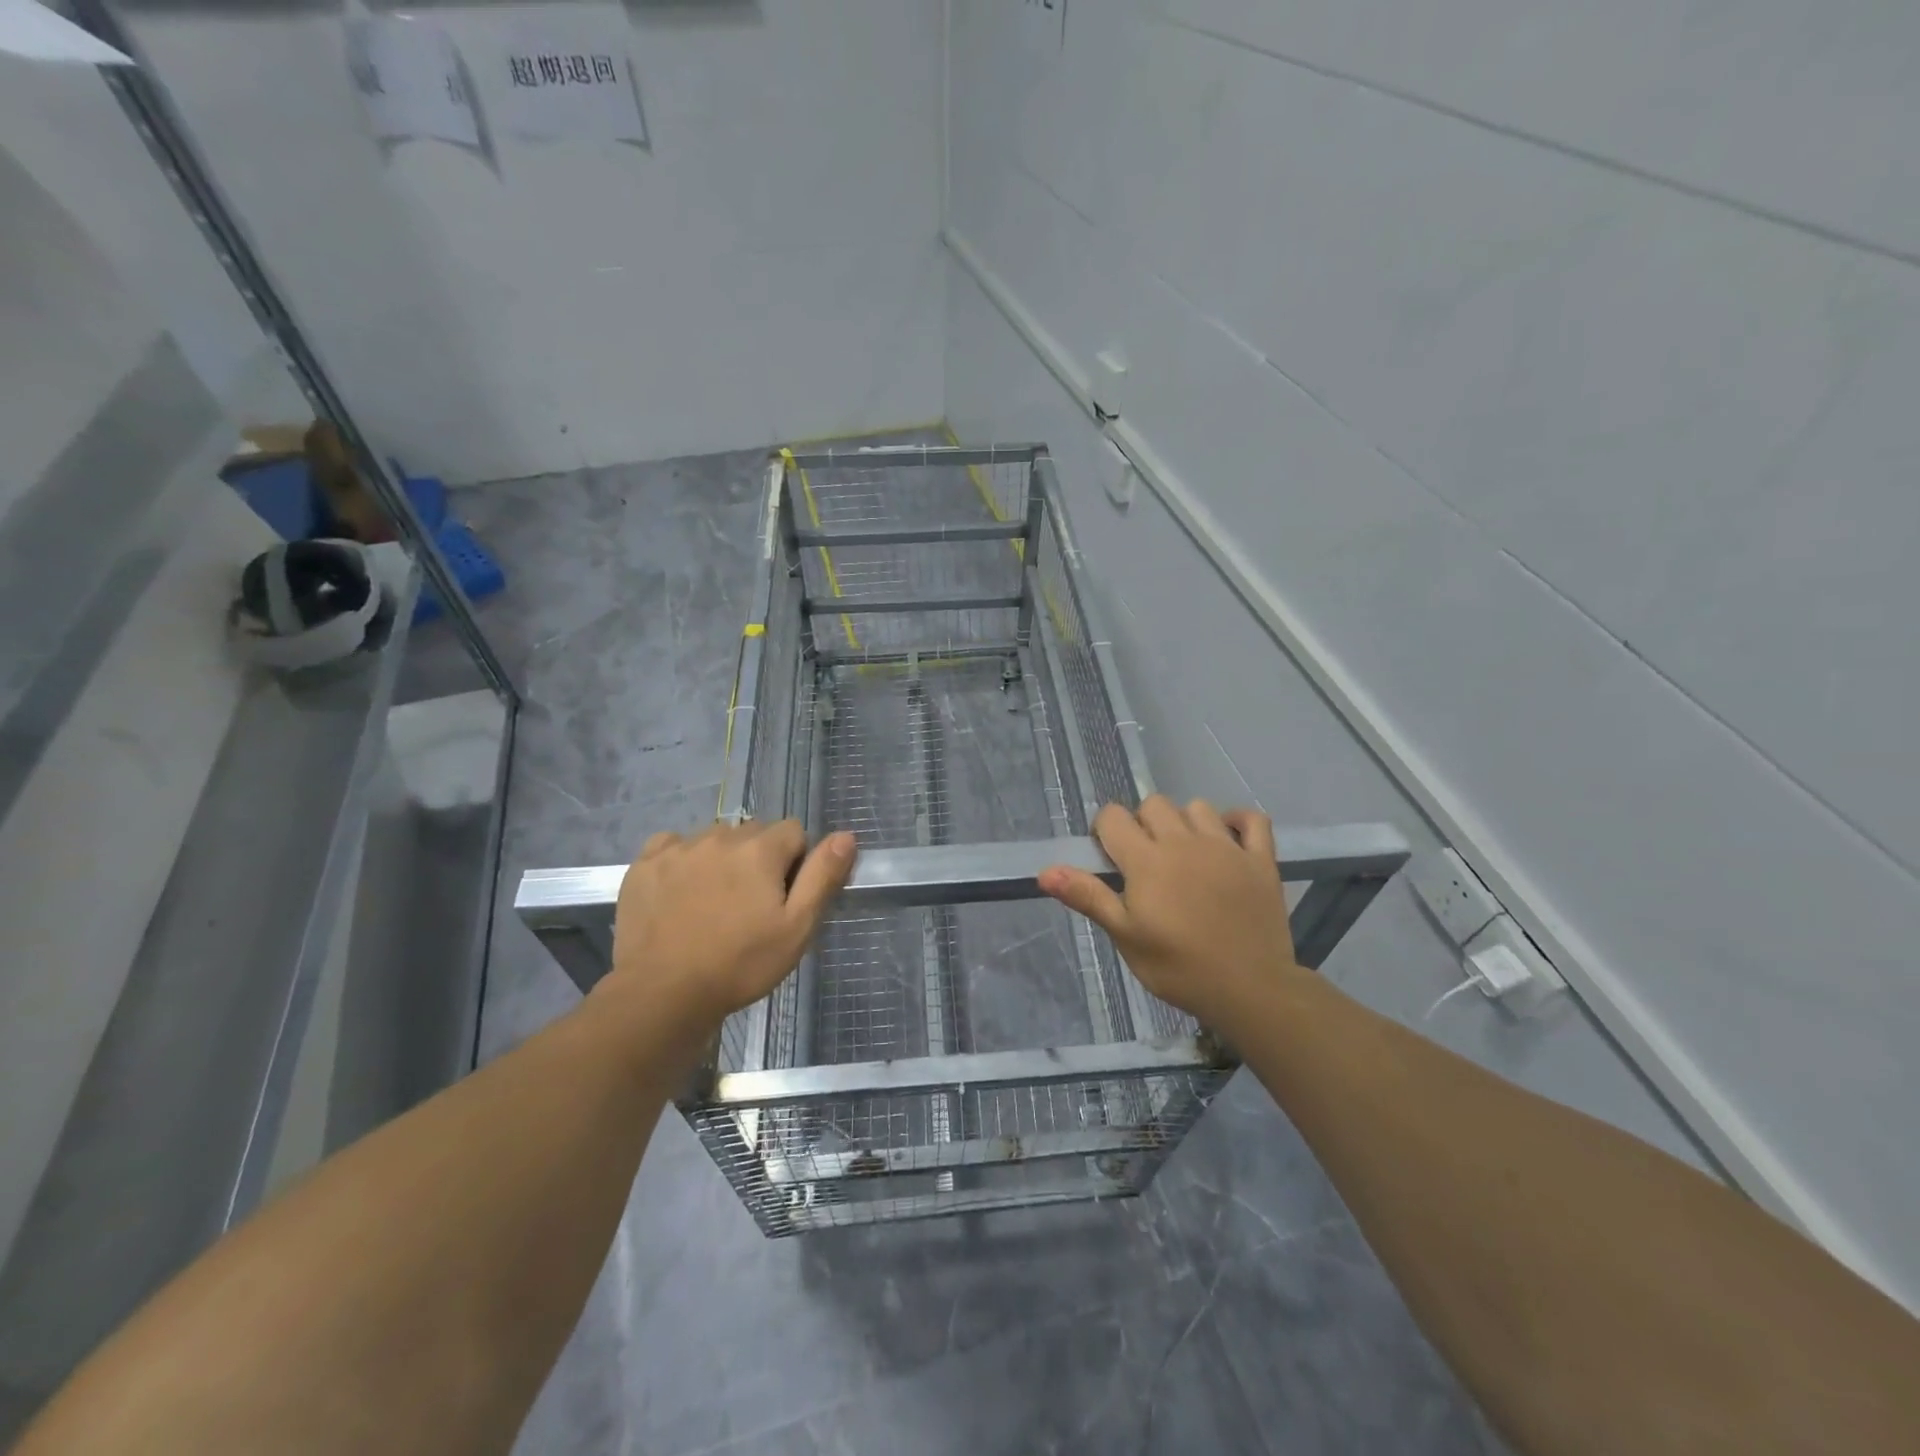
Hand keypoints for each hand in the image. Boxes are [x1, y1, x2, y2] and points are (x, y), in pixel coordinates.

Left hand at [603, 821, 855, 1035]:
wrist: (662, 994)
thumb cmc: (740, 964)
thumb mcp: (796, 928)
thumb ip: (822, 876)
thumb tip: (846, 835)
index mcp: (760, 848)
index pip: (794, 832)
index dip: (796, 863)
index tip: (783, 899)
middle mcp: (720, 836)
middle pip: (754, 833)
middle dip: (759, 859)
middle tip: (750, 906)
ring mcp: (678, 848)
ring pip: (715, 839)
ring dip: (722, 859)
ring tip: (714, 904)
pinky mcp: (645, 864)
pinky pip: (673, 845)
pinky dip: (682, 861)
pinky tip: (680, 893)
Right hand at [1038, 796, 1301, 1031]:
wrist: (1250, 990)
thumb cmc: (1178, 967)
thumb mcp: (1125, 936)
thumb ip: (1088, 897)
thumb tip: (1045, 871)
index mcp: (1147, 860)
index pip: (1113, 817)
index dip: (1105, 832)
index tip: (1111, 861)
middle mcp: (1184, 841)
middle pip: (1153, 804)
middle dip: (1142, 824)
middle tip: (1146, 862)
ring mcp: (1226, 847)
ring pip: (1197, 807)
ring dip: (1185, 822)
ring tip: (1185, 854)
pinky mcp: (1260, 860)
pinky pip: (1252, 820)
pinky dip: (1238, 822)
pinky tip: (1229, 839)